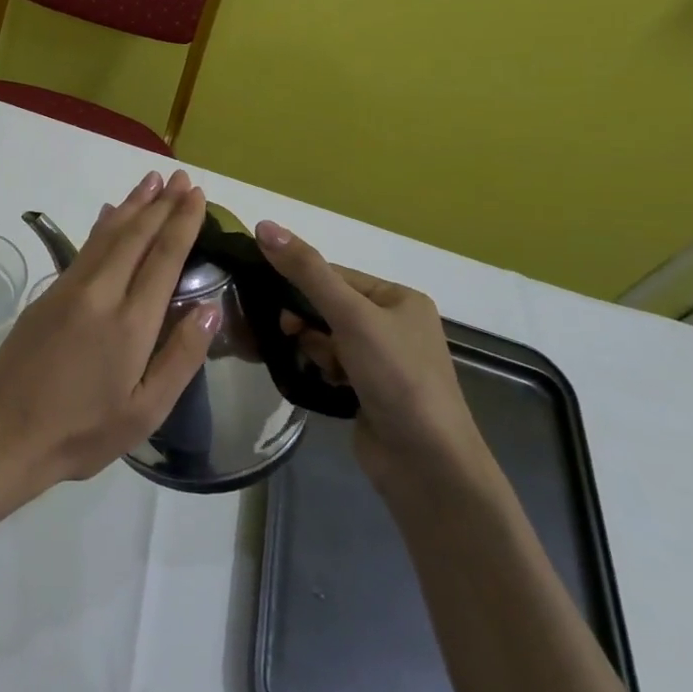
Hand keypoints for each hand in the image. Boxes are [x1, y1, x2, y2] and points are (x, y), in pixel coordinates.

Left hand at [0, 170, 215, 491]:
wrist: (6, 430)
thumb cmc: (83, 431)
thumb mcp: (145, 411)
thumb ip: (180, 357)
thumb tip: (211, 310)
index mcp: (130, 323)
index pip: (163, 258)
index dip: (182, 223)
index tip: (197, 196)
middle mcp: (101, 293)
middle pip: (136, 236)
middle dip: (161, 204)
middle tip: (182, 178)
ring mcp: (70, 289)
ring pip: (107, 234)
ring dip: (132, 205)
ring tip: (152, 181)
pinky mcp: (48, 293)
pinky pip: (84, 247)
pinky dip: (103, 225)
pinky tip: (110, 213)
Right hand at [255, 221, 490, 494]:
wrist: (428, 467)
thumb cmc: (397, 378)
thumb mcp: (351, 316)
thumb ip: (307, 272)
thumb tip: (264, 225)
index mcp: (399, 299)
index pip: (334, 275)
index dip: (300, 283)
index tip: (270, 297)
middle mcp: (393, 326)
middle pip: (327, 306)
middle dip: (304, 320)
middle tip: (288, 333)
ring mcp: (382, 362)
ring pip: (324, 337)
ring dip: (312, 347)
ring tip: (315, 365)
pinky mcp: (368, 392)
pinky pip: (329, 365)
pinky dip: (318, 369)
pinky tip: (317, 381)